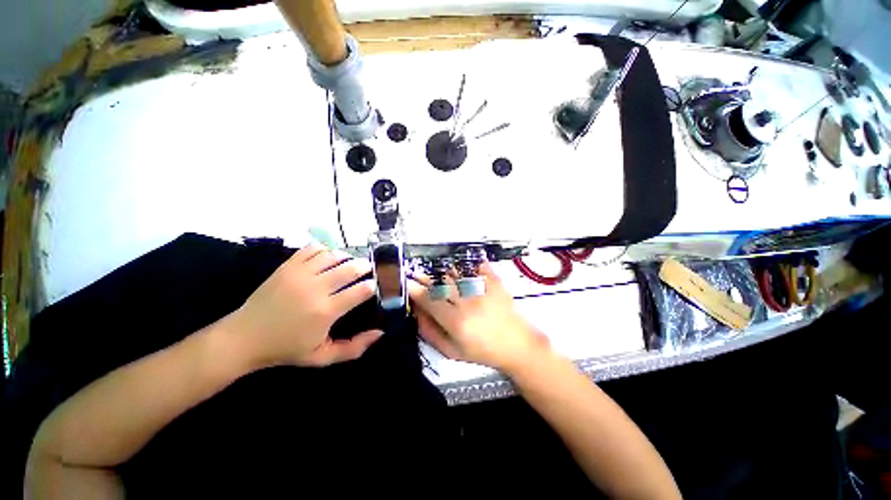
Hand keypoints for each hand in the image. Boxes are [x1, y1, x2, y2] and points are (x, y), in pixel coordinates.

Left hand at [228, 243, 382, 367]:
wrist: (244, 338)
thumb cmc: (286, 349)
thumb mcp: (322, 357)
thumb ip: (354, 348)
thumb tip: (380, 333)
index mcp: (326, 312)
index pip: (361, 291)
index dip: (373, 286)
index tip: (375, 286)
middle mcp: (315, 289)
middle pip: (350, 268)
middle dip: (364, 266)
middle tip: (368, 269)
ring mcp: (300, 274)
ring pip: (333, 255)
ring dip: (347, 257)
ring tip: (349, 262)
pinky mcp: (287, 266)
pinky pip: (312, 249)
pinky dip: (325, 250)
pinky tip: (328, 257)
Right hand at [408, 263, 550, 372]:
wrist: (517, 345)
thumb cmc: (483, 351)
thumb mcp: (453, 351)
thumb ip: (431, 334)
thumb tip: (417, 314)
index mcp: (457, 322)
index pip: (430, 301)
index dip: (416, 291)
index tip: (408, 283)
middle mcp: (468, 303)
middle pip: (441, 284)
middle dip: (426, 278)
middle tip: (417, 274)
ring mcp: (483, 291)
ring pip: (457, 274)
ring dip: (444, 272)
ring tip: (438, 273)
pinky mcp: (495, 284)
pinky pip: (479, 268)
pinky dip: (469, 265)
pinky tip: (463, 266)